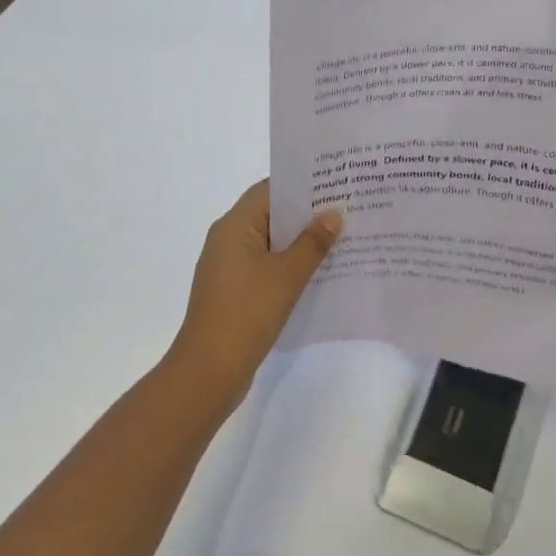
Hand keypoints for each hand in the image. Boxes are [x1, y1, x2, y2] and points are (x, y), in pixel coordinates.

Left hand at [167, 180, 342, 409]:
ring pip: (270, 243)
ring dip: (300, 241)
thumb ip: (311, 243)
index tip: (334, 182)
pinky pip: (266, 266)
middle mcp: (227, 240)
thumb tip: (333, 214)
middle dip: (306, 213)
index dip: (301, 184)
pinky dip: (290, 265)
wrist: (208, 372)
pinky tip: (319, 272)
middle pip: (270, 214)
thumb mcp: (286, 275)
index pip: (269, 190)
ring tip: (341, 238)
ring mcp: (229, 268)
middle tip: (346, 209)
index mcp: (234, 227)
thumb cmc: (246, 314)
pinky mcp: (235, 292)